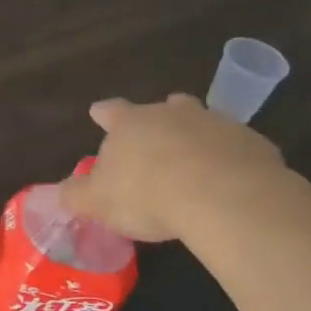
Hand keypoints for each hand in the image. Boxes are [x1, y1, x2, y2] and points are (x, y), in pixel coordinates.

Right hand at [60, 93, 300, 242]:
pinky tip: (233, 182)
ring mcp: (215, 124)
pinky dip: (232, 159)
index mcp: (130, 124)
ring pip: (204, 121)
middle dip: (160, 118)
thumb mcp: (99, 202)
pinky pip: (238, 148)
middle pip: (164, 107)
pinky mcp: (252, 143)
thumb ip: (77, 195)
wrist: (222, 196)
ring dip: (198, 135)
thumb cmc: (147, 194)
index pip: (112, 111)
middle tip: (158, 135)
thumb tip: (59, 192)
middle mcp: (171, 114)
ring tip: (198, 157)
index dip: (104, 114)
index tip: (98, 113)